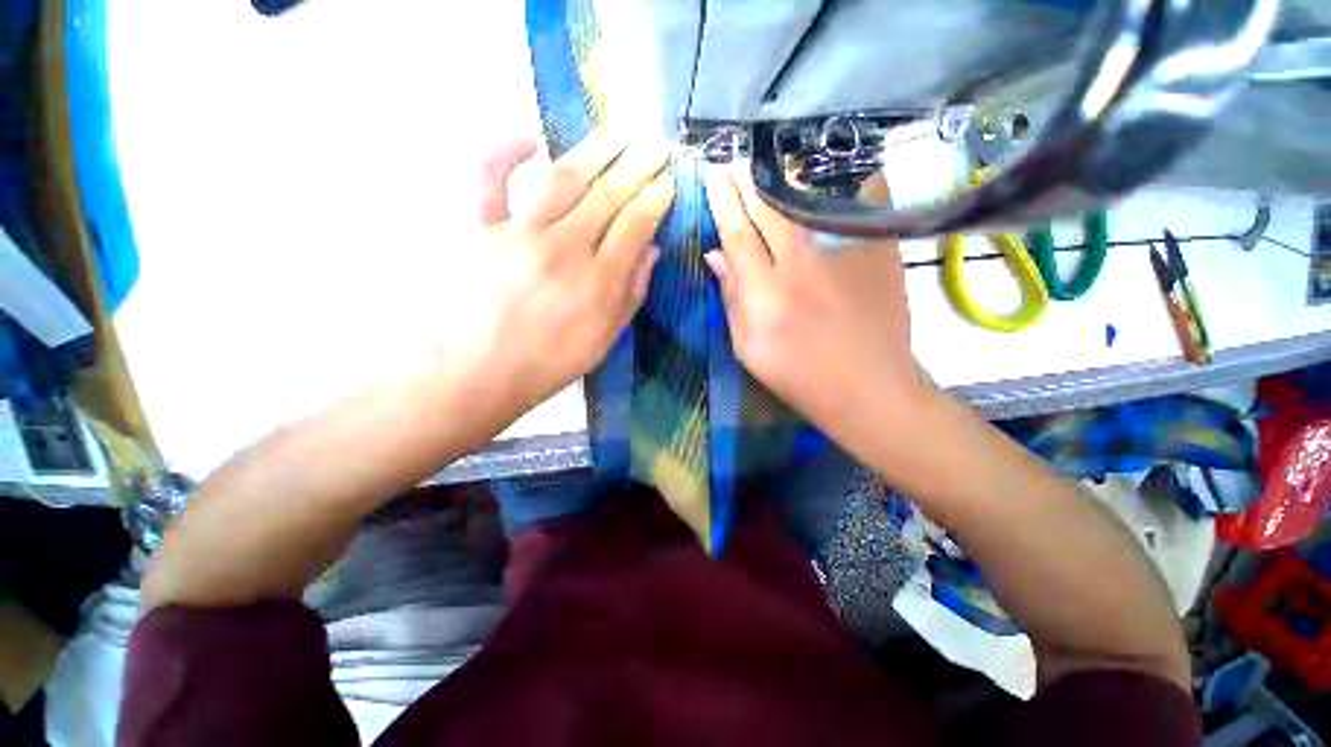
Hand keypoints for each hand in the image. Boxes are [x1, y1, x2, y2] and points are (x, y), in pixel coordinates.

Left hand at [457, 134, 674, 414]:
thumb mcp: (605, 339)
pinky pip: (488, 177)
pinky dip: (505, 149)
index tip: (668, 180)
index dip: (656, 198)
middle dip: (637, 166)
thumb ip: (632, 293)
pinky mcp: (477, 228)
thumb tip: (652, 250)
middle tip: (654, 146)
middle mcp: (564, 249)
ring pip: (562, 179)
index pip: (635, 225)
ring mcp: (518, 234)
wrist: (477, 374)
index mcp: (598, 282)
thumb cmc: (548, 362)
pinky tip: (529, 136)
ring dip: (593, 151)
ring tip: (616, 135)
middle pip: (607, 196)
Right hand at [702, 162, 925, 440]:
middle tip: (737, 159)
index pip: (738, 235)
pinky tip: (838, 169)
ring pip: (811, 199)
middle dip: (749, 180)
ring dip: (788, 176)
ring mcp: (844, 256)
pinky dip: (850, 182)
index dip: (723, 202)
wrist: (869, 389)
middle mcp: (803, 267)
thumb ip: (731, 299)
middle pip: (770, 209)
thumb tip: (714, 255)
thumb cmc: (799, 376)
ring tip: (774, 158)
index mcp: (766, 296)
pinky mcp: (878, 253)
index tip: (714, 175)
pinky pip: (862, 203)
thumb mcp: (748, 349)